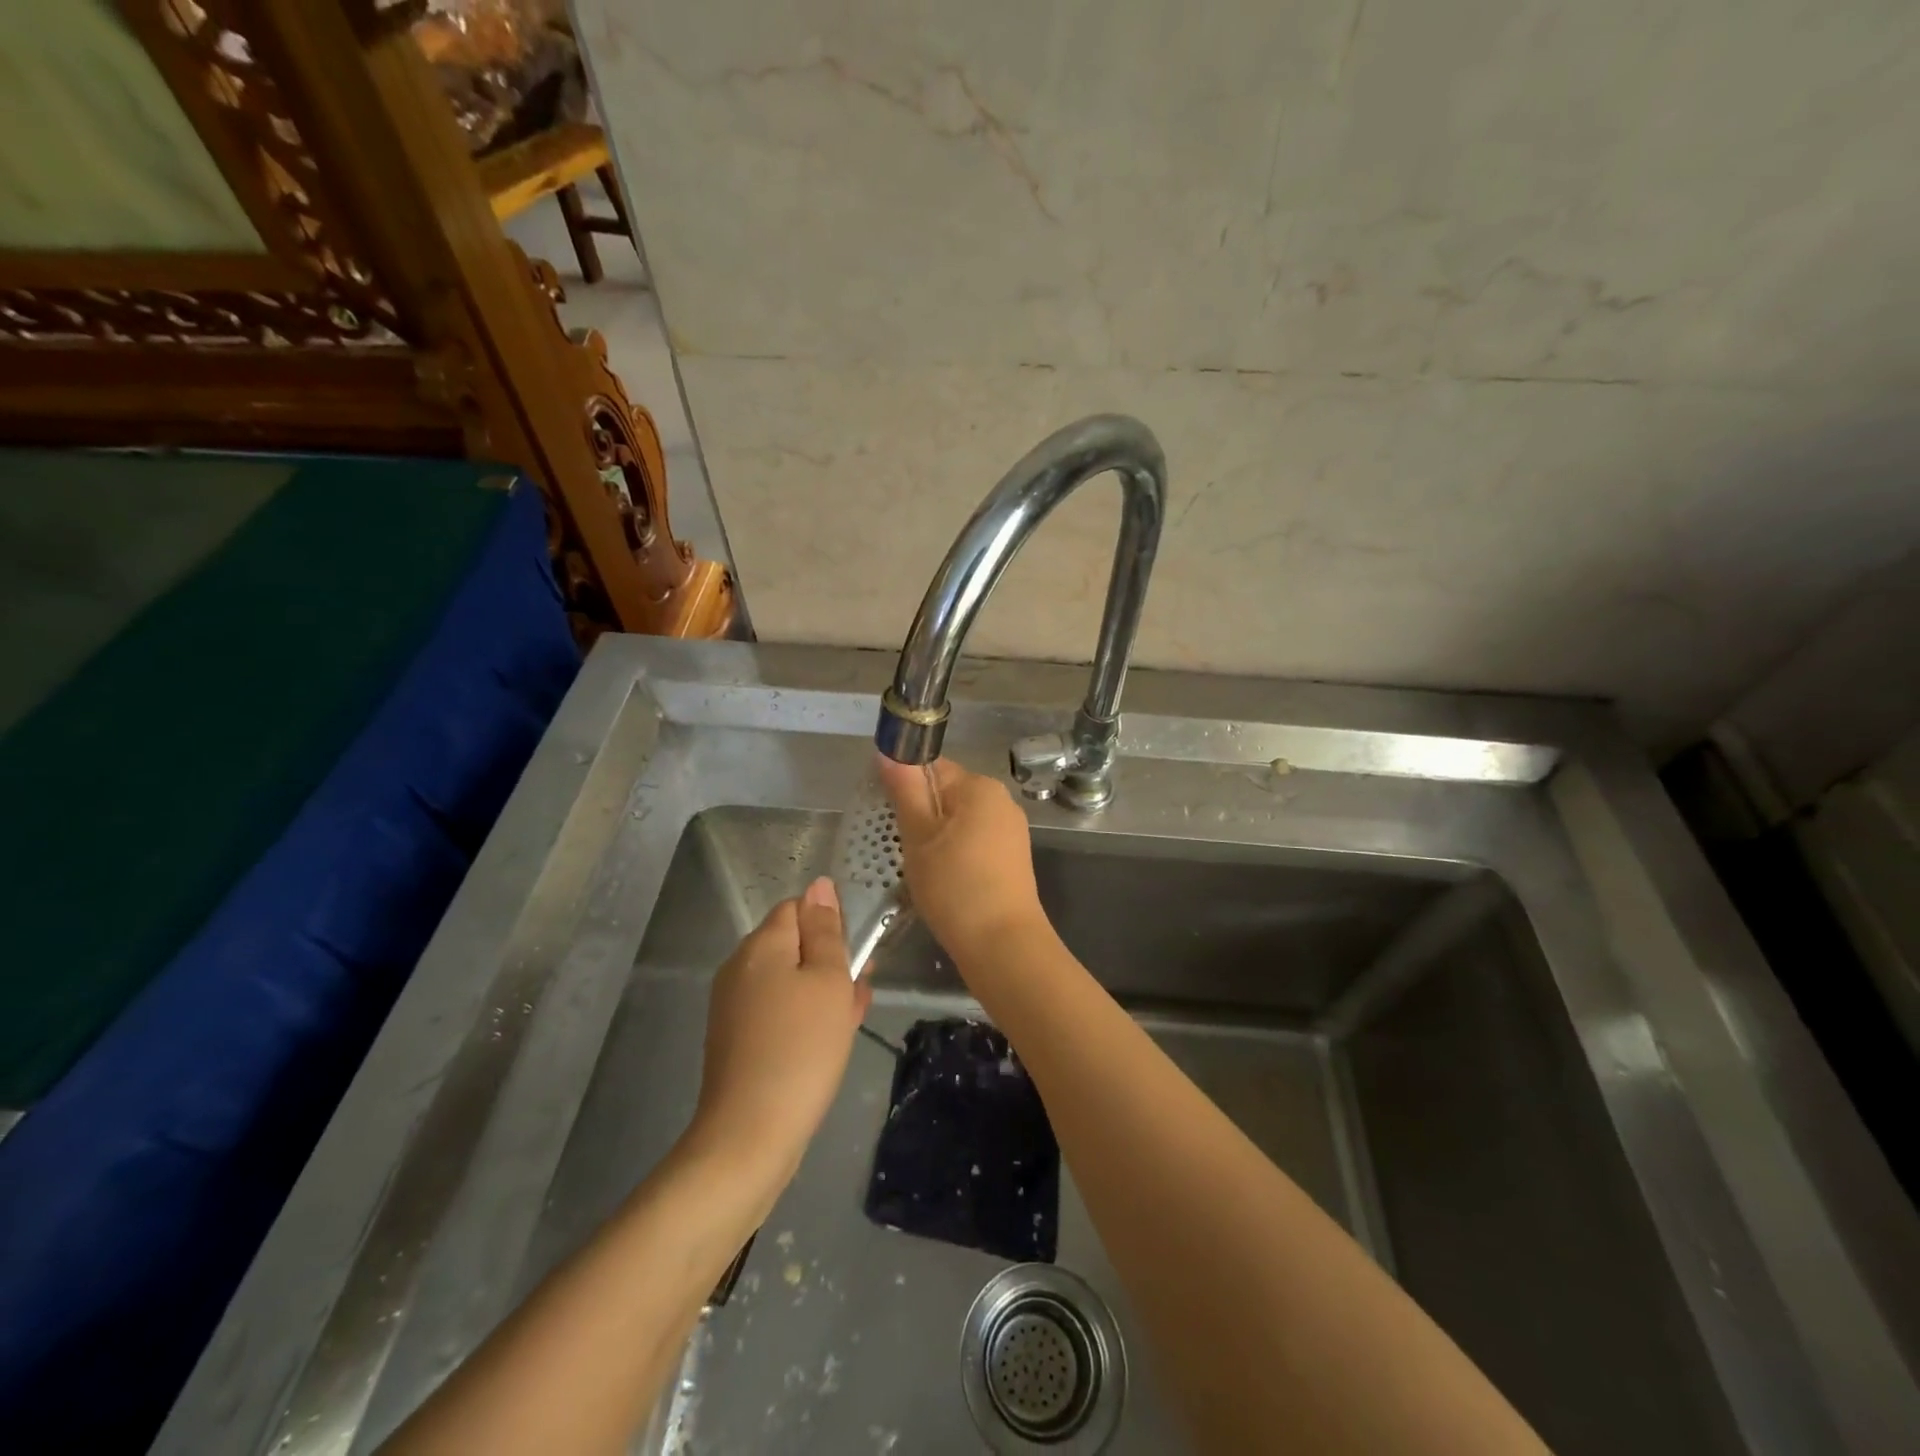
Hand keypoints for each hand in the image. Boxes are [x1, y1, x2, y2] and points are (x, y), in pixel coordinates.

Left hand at [689, 878, 871, 1191]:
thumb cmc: (801, 1048)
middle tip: (856, 993)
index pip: (798, 908)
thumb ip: (826, 930)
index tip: (851, 959)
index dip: (829, 925)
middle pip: (793, 944)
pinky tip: (826, 1042)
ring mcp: (734, 1005)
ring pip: (789, 980)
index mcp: (761, 945)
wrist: (750, 1135)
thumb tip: (819, 885)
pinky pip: (777, 1011)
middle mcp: (740, 967)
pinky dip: (803, 1018)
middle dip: (829, 962)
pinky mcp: (736, 1038)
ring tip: (848, 1020)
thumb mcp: (828, 981)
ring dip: (821, 992)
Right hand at [876, 755, 1048, 969]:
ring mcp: (1011, 830)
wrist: (1002, 945)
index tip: (885, 815)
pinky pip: (974, 842)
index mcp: (980, 787)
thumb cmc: (955, 886)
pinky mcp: (1012, 858)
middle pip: (947, 794)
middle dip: (920, 815)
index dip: (904, 786)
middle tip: (901, 847)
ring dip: (936, 837)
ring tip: (920, 868)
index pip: (932, 767)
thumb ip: (904, 791)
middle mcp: (1001, 801)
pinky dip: (955, 854)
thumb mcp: (918, 836)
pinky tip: (944, 880)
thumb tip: (888, 751)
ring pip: (959, 821)